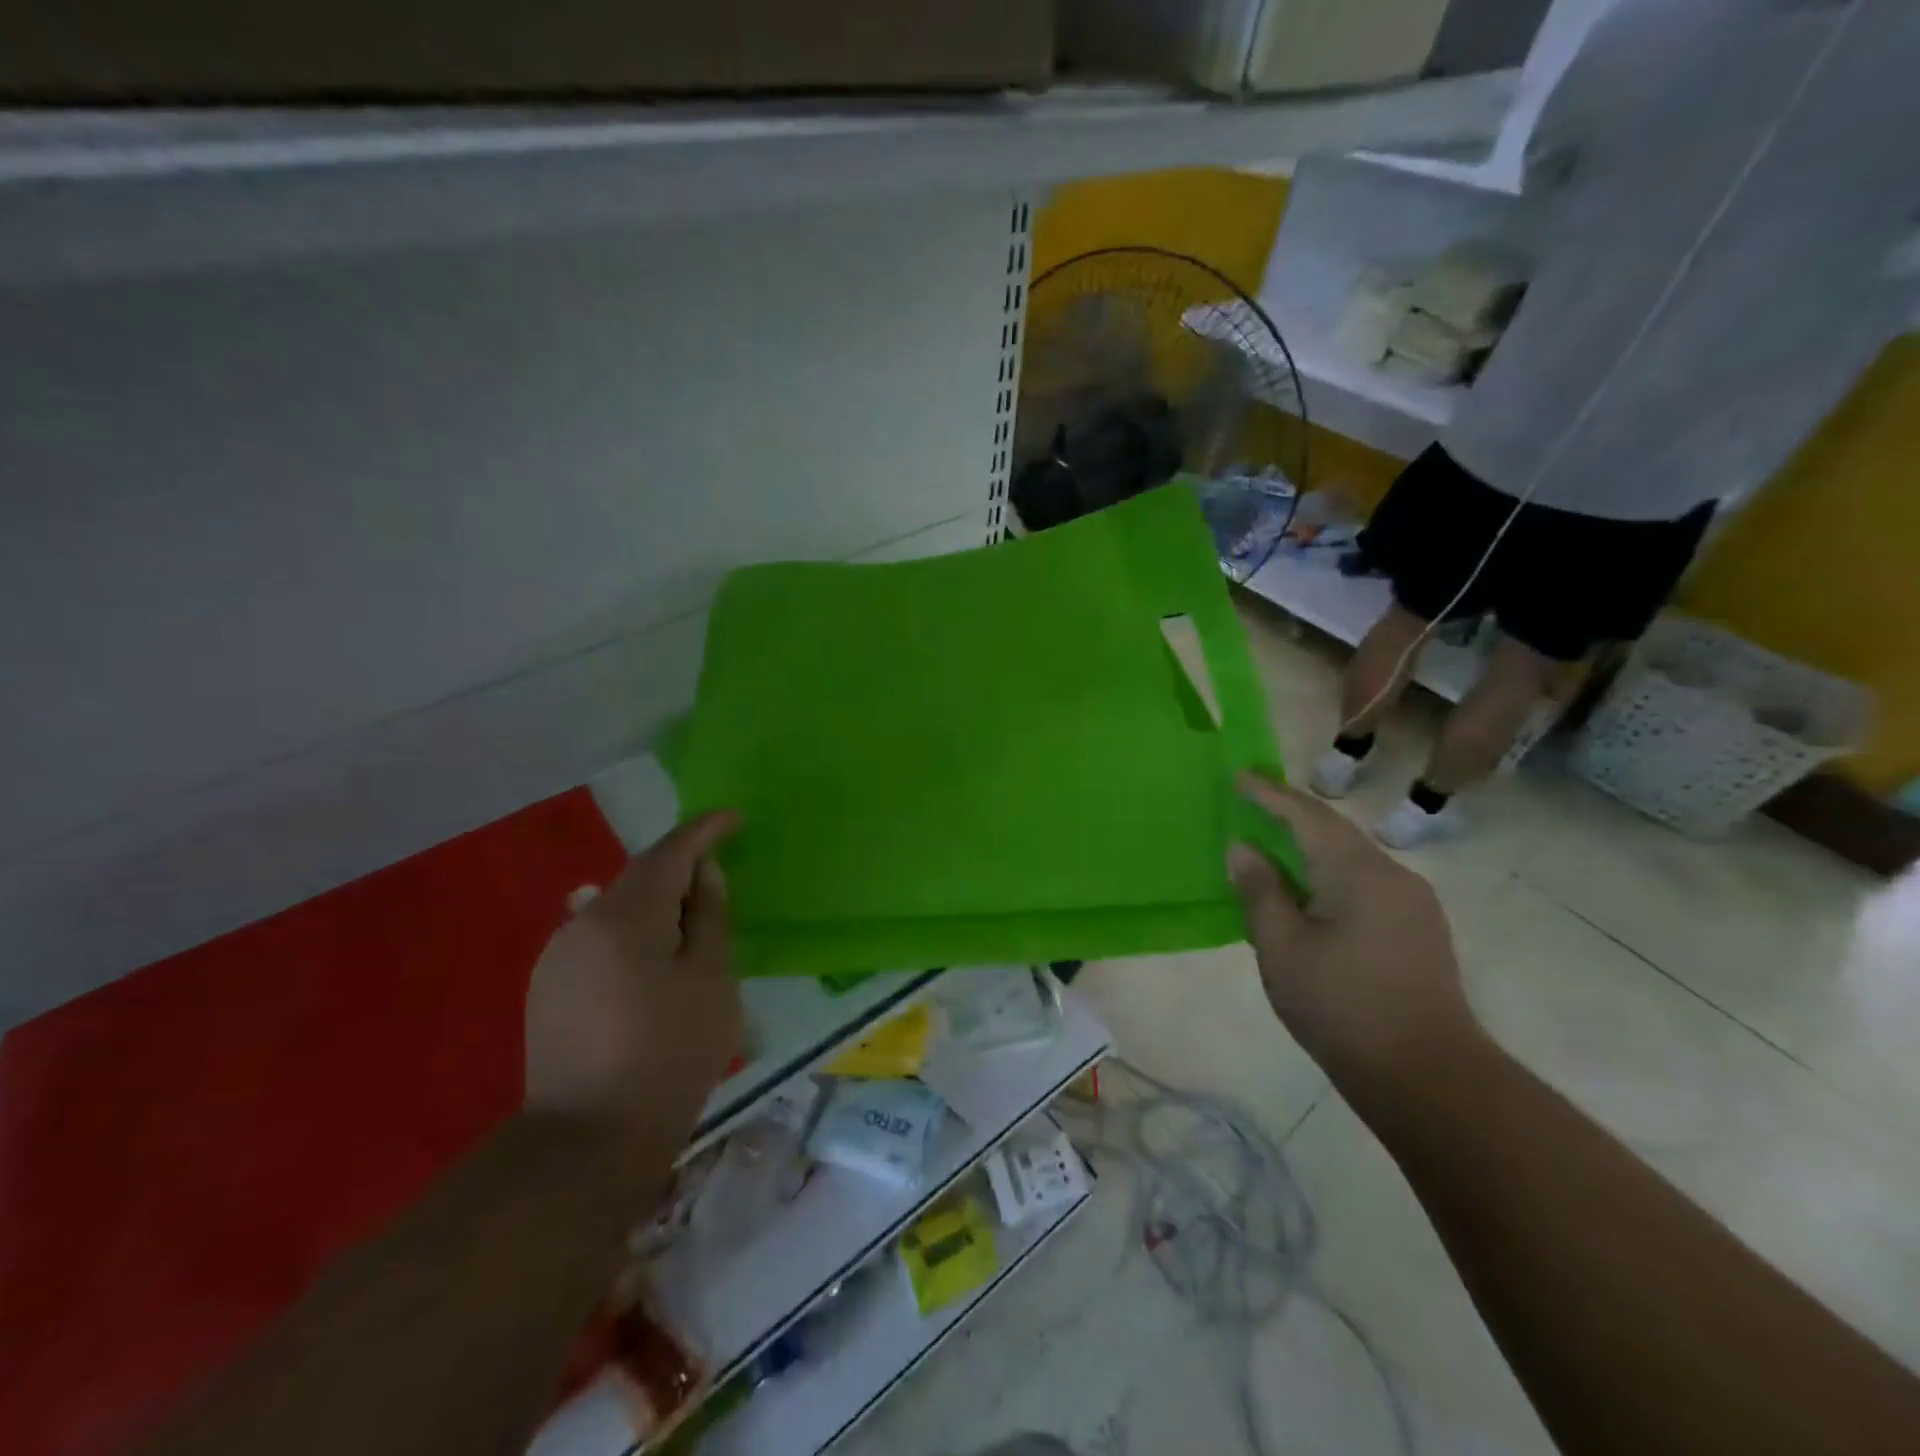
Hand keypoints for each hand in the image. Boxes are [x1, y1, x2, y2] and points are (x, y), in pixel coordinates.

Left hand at [525, 811, 742, 1133]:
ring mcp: (558, 956)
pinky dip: (631, 935)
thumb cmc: (669, 1055)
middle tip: (719, 880)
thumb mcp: (710, 980)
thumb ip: (710, 916)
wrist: (588, 1143)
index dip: (704, 831)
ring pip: (617, 909)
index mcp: (626, 916)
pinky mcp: (547, 988)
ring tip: (689, 925)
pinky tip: (650, 962)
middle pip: (640, 877)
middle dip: (681, 870)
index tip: (733, 819)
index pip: (670, 852)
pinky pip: (598, 939)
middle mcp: (582, 922)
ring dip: (655, 905)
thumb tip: (704, 873)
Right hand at [1226, 774, 1484, 1114]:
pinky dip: (1330, 875)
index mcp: (1358, 873)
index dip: (1270, 795)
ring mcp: (1413, 904)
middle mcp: (1393, 876)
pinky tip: (1309, 895)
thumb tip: (1243, 849)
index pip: (1308, 816)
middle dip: (1291, 816)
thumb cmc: (1342, 1007)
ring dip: (1311, 848)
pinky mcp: (1419, 931)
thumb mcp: (1282, 948)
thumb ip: (1260, 891)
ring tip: (1274, 848)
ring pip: (1351, 859)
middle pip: (1334, 832)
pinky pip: (1365, 884)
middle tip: (1252, 806)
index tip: (1238, 776)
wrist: (1429, 1078)